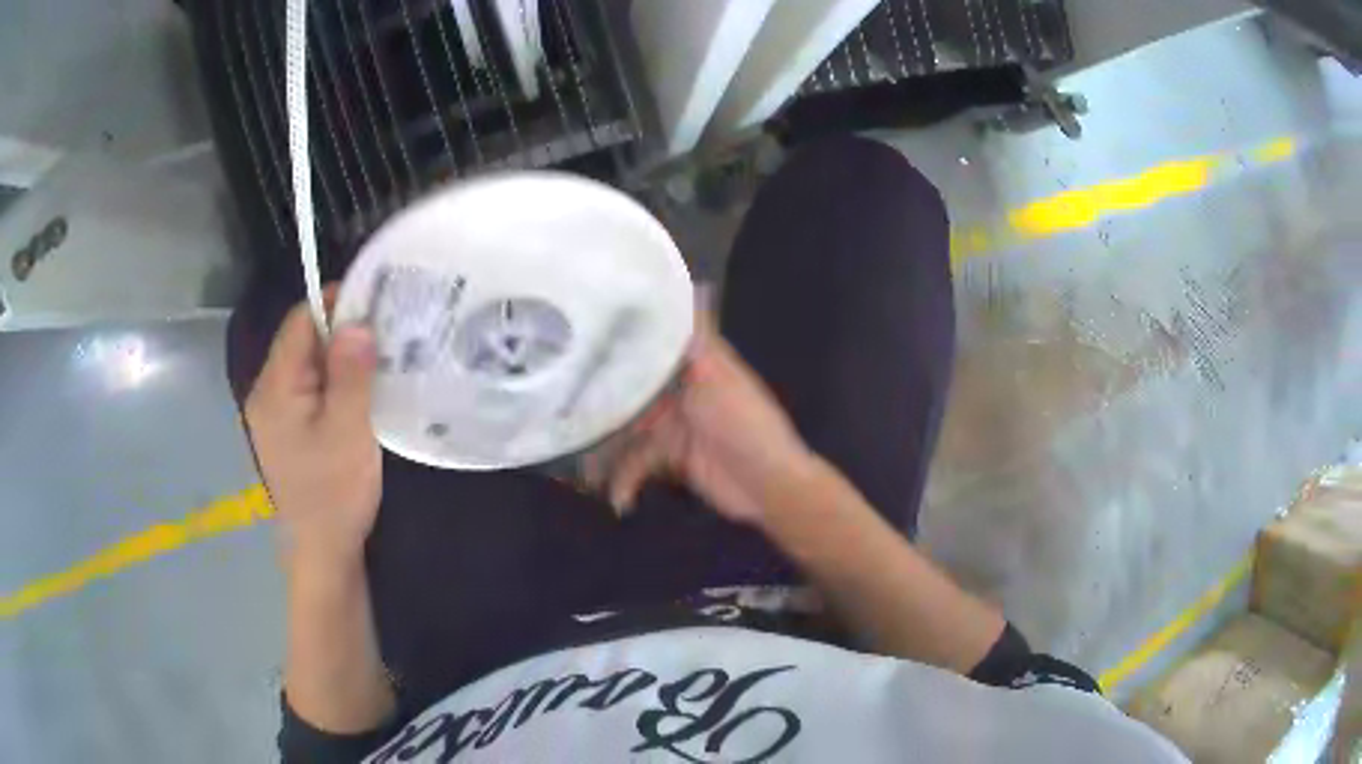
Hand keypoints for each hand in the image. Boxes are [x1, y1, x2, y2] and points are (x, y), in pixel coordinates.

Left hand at [245, 295, 380, 569]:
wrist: (322, 553)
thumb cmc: (334, 494)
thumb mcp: (348, 430)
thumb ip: (349, 374)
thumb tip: (355, 321)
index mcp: (275, 387)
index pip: (300, 321)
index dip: (335, 303)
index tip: (376, 301)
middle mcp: (267, 393)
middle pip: (302, 341)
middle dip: (340, 331)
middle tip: (385, 332)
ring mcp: (274, 414)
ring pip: (307, 366)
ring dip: (339, 358)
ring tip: (379, 358)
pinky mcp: (287, 431)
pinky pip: (309, 390)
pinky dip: (333, 382)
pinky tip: (360, 392)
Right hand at [589, 298, 816, 525]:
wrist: (767, 483)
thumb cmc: (744, 423)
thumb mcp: (719, 376)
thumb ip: (698, 338)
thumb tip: (694, 282)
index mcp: (693, 365)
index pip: (647, 347)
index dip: (616, 344)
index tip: (578, 338)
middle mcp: (678, 391)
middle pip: (629, 392)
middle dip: (599, 403)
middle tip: (560, 410)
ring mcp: (673, 427)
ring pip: (627, 433)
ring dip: (606, 452)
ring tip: (583, 469)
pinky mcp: (670, 460)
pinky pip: (638, 467)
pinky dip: (627, 482)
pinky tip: (619, 501)